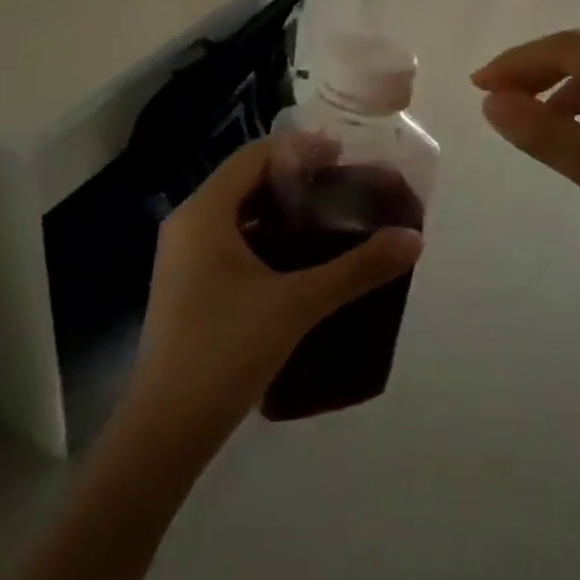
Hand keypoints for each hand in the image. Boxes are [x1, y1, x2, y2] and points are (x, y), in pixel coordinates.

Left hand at [123, 141, 423, 444]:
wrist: (167, 429)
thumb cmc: (227, 349)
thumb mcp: (298, 304)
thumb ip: (357, 269)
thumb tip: (412, 239)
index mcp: (204, 212)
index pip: (253, 156)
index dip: (299, 149)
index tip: (343, 156)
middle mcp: (188, 223)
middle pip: (245, 181)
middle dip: (294, 179)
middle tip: (342, 187)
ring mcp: (183, 256)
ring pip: (237, 213)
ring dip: (279, 210)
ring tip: (328, 219)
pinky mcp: (187, 285)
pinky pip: (229, 241)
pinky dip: (264, 237)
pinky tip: (298, 260)